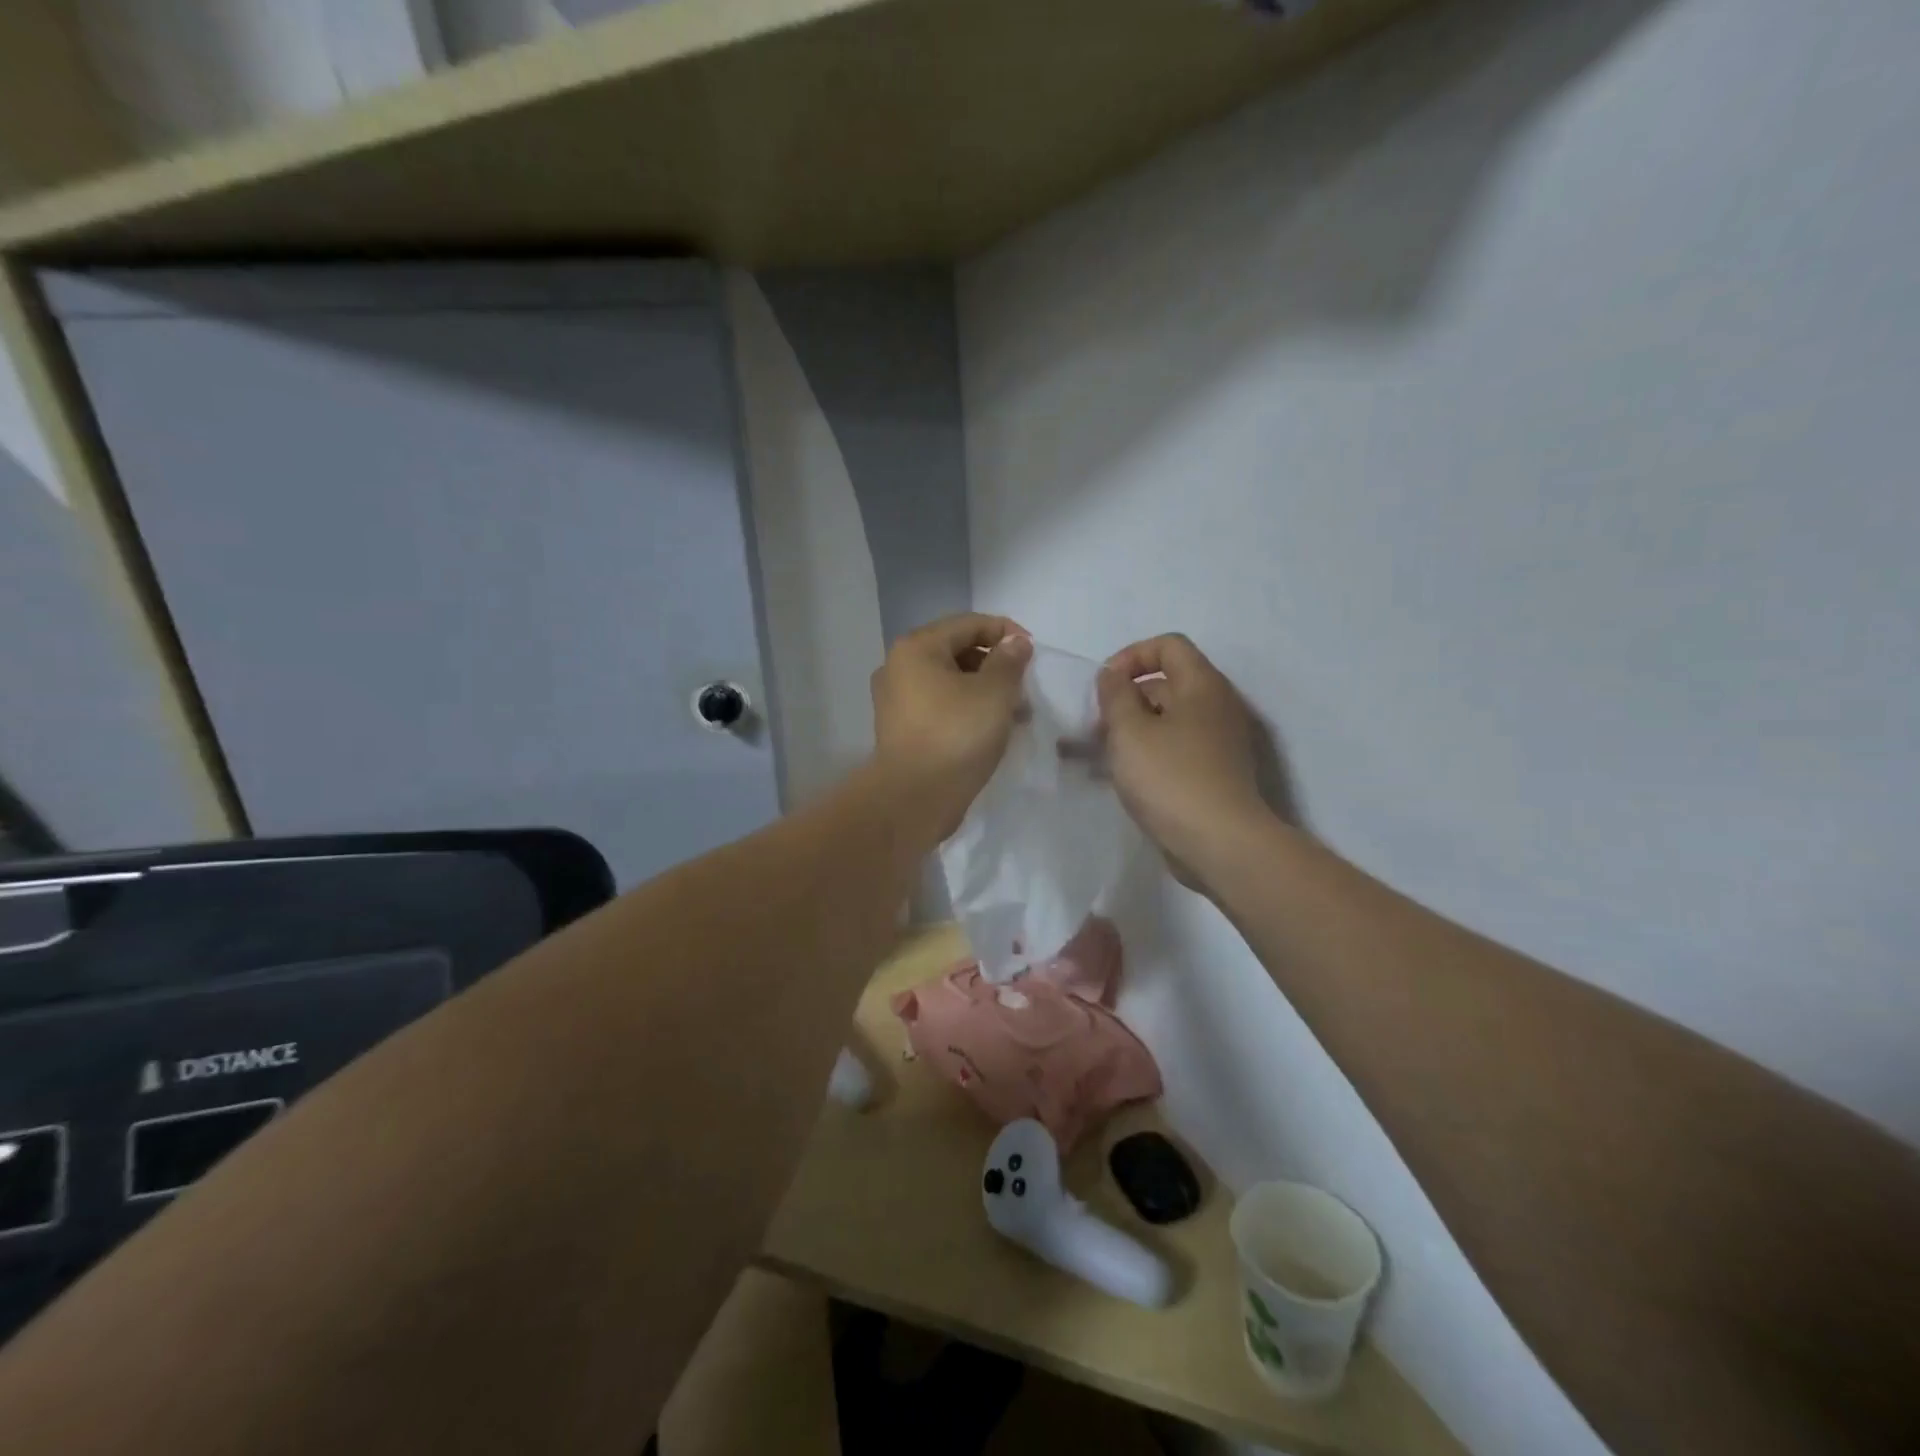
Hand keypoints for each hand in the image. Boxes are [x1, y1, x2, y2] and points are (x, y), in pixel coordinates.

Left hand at [871, 614, 1033, 840]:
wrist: (914, 798)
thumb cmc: (956, 735)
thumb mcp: (994, 693)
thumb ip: (1009, 661)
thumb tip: (1015, 642)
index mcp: (916, 648)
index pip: (968, 624)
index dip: (1005, 632)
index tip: (1034, 652)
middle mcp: (899, 668)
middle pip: (957, 651)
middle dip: (995, 665)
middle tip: (1025, 686)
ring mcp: (896, 701)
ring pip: (950, 682)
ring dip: (984, 691)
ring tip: (1015, 713)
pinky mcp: (901, 730)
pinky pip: (940, 707)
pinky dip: (966, 710)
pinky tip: (991, 730)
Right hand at [1097, 634, 1267, 885]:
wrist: (1221, 844)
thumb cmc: (1171, 778)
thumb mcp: (1130, 730)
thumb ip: (1115, 694)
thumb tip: (1112, 675)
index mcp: (1202, 685)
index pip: (1168, 645)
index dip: (1130, 656)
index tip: (1104, 685)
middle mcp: (1216, 707)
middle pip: (1165, 684)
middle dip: (1124, 699)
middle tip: (1094, 727)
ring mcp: (1217, 743)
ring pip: (1165, 721)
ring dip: (1129, 731)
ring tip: (1093, 755)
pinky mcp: (1212, 774)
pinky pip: (1173, 750)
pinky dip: (1145, 755)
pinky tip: (1116, 777)